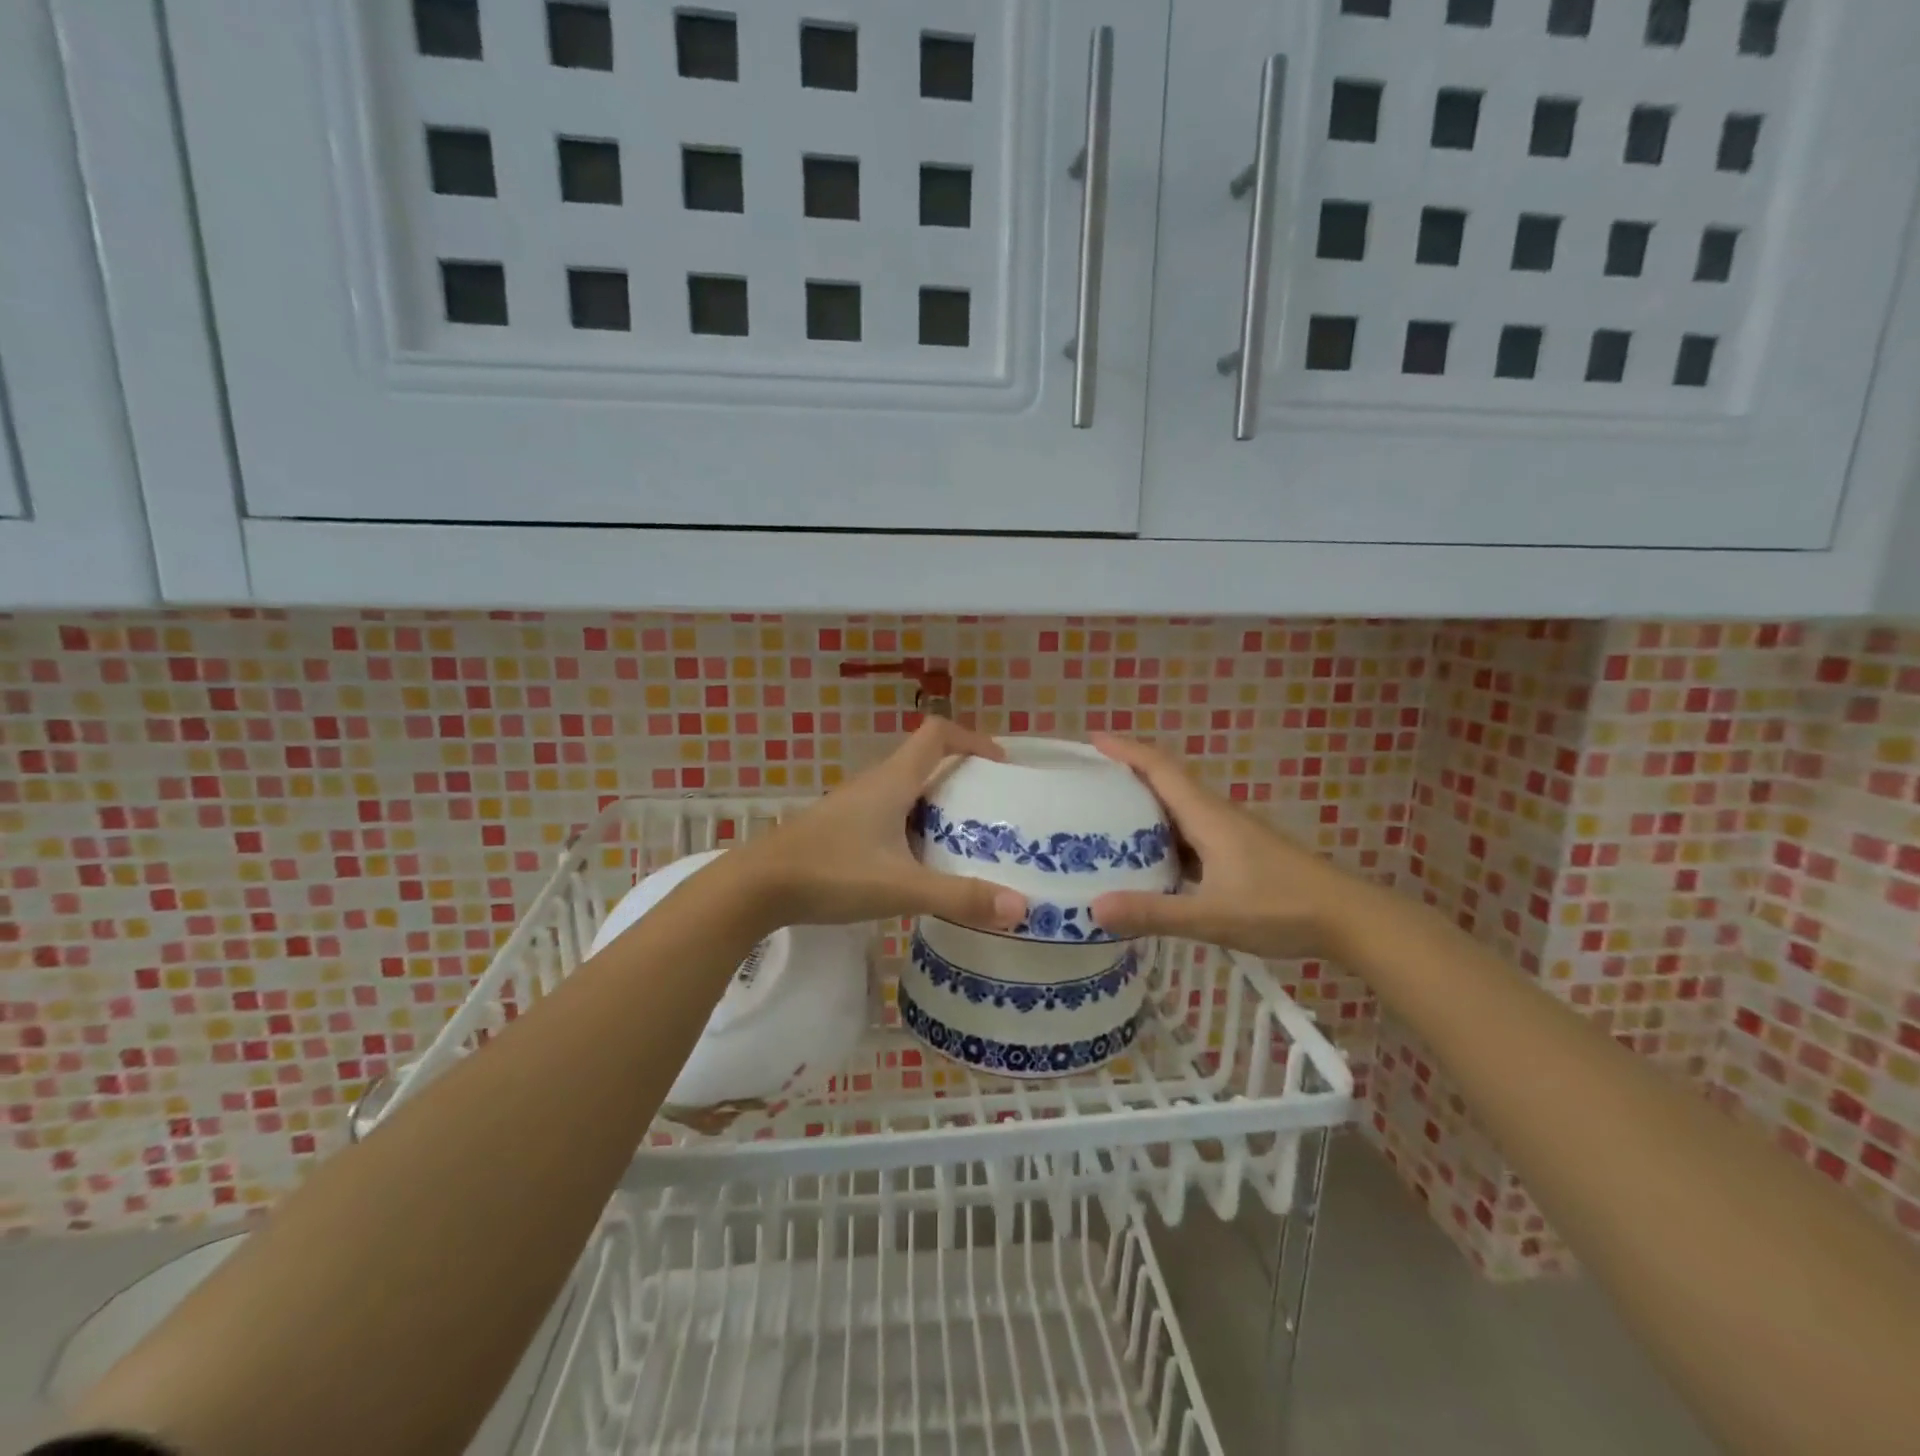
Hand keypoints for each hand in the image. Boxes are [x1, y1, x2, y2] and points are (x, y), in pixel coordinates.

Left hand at [732, 719, 1027, 931]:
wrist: (755, 887)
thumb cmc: (831, 873)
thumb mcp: (901, 887)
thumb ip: (959, 897)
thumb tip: (1021, 908)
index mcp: (893, 781)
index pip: (937, 734)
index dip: (972, 738)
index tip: (999, 763)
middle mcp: (874, 784)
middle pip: (924, 763)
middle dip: (961, 778)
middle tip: (992, 811)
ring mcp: (852, 806)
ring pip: (905, 792)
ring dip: (935, 806)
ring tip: (964, 841)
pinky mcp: (839, 829)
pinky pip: (888, 815)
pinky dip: (912, 828)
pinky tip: (917, 865)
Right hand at [1087, 734, 1369, 958]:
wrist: (1347, 919)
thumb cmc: (1280, 908)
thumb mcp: (1211, 915)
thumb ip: (1154, 912)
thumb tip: (1094, 907)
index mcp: (1207, 816)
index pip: (1160, 768)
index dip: (1126, 749)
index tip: (1092, 739)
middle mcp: (1216, 816)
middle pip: (1166, 781)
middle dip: (1127, 773)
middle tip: (1086, 781)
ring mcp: (1230, 834)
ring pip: (1179, 808)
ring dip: (1144, 805)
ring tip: (1104, 817)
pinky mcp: (1238, 853)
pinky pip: (1190, 832)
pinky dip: (1163, 835)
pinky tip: (1148, 859)